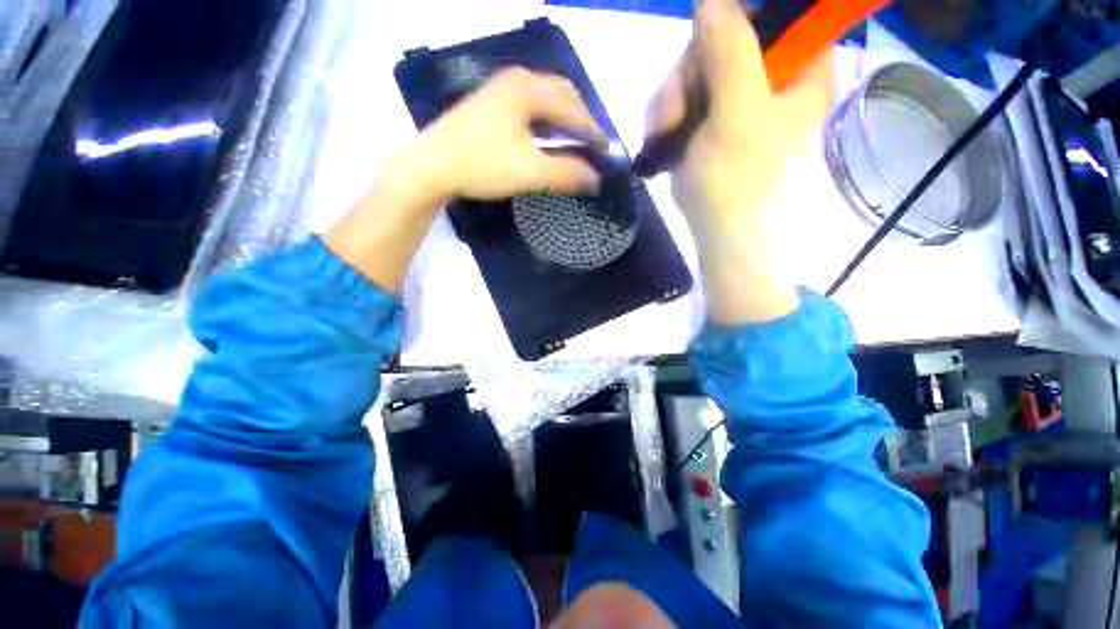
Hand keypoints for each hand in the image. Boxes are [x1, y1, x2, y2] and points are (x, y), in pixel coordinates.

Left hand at [417, 66, 605, 199]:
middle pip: (560, 94)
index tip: (605, 150)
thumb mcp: (530, 172)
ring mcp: (499, 90)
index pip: (573, 106)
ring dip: (562, 118)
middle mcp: (516, 81)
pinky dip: (544, 120)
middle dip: (580, 118)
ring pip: (543, 99)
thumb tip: (595, 179)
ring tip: (573, 140)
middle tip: (591, 143)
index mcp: (528, 90)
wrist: (432, 165)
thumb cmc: (483, 165)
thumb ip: (566, 174)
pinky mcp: (488, 104)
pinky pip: (528, 106)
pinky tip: (544, 136)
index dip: (592, 129)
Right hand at [643, 0, 833, 324]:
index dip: (740, 20)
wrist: (711, 221)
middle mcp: (773, 73)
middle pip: (725, 36)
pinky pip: (682, 90)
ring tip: (664, 133)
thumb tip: (711, 0)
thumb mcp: (736, 113)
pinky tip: (661, 136)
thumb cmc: (733, 177)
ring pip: (696, 65)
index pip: (780, 15)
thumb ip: (730, 51)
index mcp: (801, 69)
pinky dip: (665, 112)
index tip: (709, 47)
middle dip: (689, 73)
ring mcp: (739, 92)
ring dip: (670, 98)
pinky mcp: (711, 110)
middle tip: (674, 110)